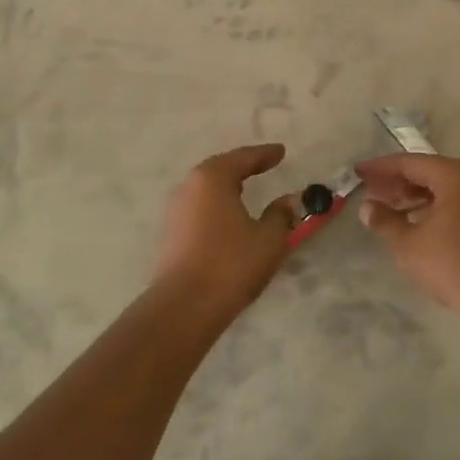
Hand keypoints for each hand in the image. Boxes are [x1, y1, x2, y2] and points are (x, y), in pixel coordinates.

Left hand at [151, 144, 298, 320]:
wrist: (183, 308)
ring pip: (206, 189)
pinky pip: (200, 208)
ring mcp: (175, 211)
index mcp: (212, 178)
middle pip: (220, 169)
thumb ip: (281, 215)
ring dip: (227, 187)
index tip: (281, 151)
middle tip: (263, 165)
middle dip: (243, 166)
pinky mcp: (171, 234)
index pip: (243, 158)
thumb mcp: (268, 239)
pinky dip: (217, 205)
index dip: (265, 154)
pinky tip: (228, 216)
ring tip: (246, 189)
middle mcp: (189, 187)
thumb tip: (289, 201)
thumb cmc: (231, 264)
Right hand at [354, 154, 459, 317]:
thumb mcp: (409, 244)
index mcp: (454, 175)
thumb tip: (367, 207)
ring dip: (414, 195)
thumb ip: (385, 221)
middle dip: (397, 181)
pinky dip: (432, 206)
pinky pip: (455, 200)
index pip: (409, 162)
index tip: (359, 172)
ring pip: (442, 187)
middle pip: (428, 171)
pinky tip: (415, 222)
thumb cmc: (453, 264)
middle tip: (370, 192)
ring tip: (388, 208)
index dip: (381, 167)